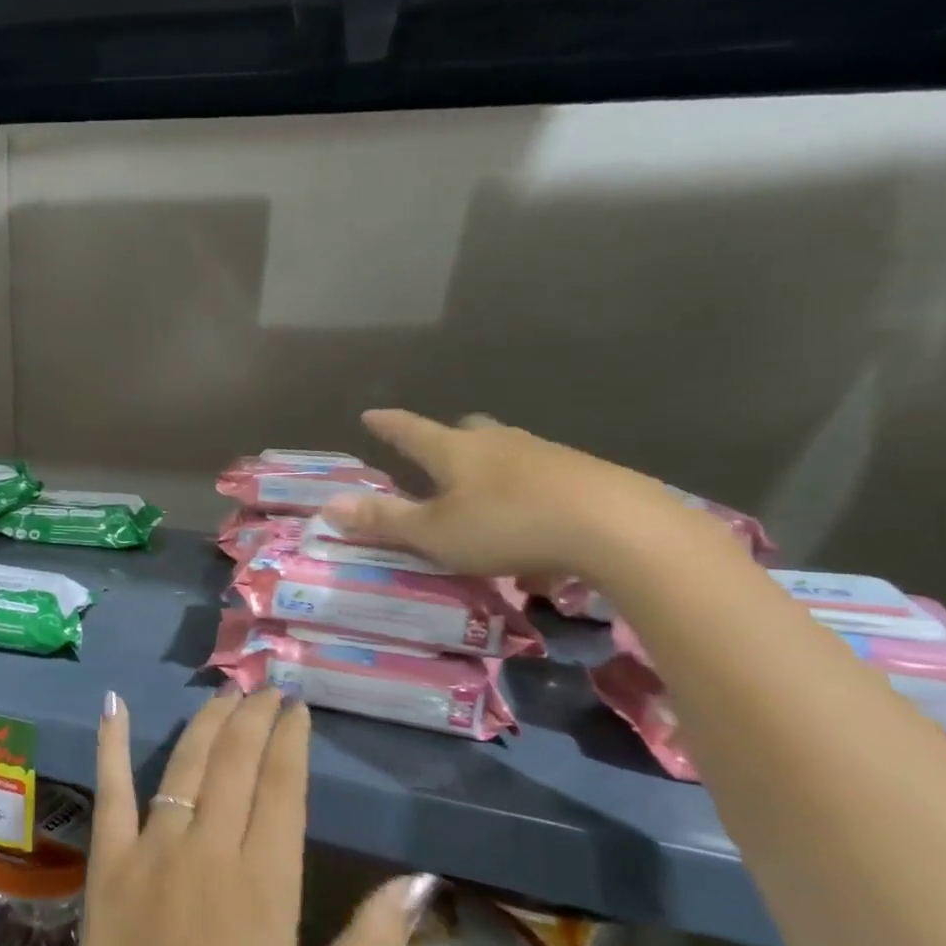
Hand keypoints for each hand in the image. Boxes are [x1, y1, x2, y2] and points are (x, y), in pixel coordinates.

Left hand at [18, 687, 438, 945]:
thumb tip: (417, 881)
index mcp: (265, 886)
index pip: (283, 787)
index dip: (290, 740)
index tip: (297, 707)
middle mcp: (208, 851)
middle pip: (235, 761)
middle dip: (254, 716)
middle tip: (266, 686)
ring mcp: (152, 851)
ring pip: (185, 764)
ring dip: (207, 722)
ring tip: (225, 691)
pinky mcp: (108, 862)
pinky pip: (110, 790)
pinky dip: (112, 743)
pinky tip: (113, 703)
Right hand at [322, 409, 686, 580]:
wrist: (618, 528)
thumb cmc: (508, 526)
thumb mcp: (435, 532)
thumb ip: (384, 519)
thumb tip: (328, 505)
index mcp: (456, 451)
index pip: (411, 431)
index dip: (389, 425)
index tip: (371, 414)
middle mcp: (499, 443)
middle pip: (467, 431)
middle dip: (447, 440)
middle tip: (436, 454)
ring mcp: (546, 455)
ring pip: (507, 452)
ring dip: (489, 469)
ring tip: (483, 497)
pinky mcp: (585, 475)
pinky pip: (543, 478)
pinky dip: (527, 494)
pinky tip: (533, 525)